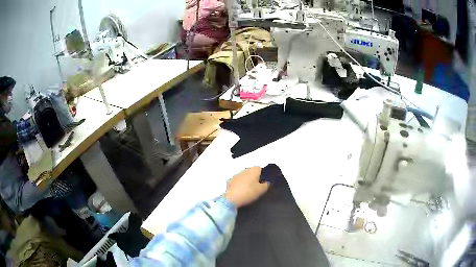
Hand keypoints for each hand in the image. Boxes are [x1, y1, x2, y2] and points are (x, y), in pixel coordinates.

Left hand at [224, 167, 269, 207]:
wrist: (232, 198)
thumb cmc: (248, 192)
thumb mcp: (261, 190)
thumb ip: (266, 185)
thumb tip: (267, 182)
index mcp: (253, 170)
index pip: (259, 168)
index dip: (262, 175)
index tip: (263, 182)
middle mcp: (244, 170)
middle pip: (251, 172)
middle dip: (254, 178)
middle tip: (256, 187)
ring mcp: (236, 175)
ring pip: (244, 176)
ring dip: (246, 181)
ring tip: (248, 190)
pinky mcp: (230, 181)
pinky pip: (237, 181)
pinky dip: (239, 184)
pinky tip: (240, 192)